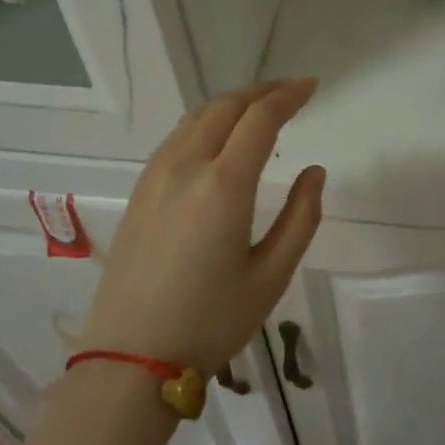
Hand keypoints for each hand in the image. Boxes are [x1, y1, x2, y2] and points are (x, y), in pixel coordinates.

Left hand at [80, 80, 324, 374]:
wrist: (130, 358)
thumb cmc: (210, 321)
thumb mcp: (271, 275)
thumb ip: (301, 217)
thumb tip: (314, 172)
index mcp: (223, 185)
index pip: (260, 119)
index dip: (289, 96)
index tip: (312, 87)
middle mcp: (186, 167)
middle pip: (226, 106)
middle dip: (262, 91)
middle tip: (292, 91)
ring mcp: (156, 176)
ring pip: (197, 117)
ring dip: (232, 103)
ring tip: (260, 108)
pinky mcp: (140, 191)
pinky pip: (177, 137)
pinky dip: (207, 122)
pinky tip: (219, 137)